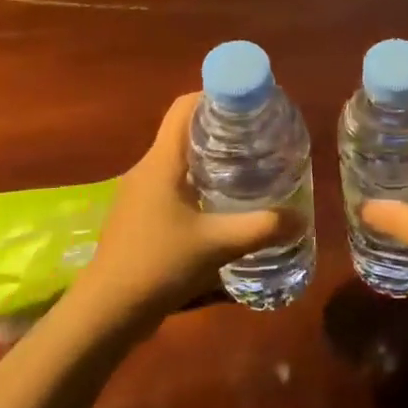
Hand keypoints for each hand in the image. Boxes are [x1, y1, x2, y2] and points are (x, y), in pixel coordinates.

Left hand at [70, 93, 282, 319]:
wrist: (107, 311)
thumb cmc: (159, 264)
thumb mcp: (217, 245)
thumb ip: (261, 228)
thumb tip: (300, 217)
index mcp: (161, 161)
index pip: (184, 107)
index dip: (214, 96)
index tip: (247, 105)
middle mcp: (146, 168)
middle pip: (183, 131)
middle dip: (219, 128)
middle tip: (256, 137)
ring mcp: (139, 193)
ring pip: (177, 160)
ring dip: (208, 158)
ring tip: (245, 167)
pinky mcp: (138, 216)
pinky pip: (170, 184)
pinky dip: (196, 183)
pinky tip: (219, 205)